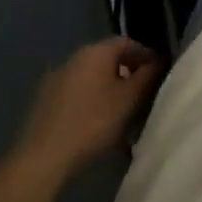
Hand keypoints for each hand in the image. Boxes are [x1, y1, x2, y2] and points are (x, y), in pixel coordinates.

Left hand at [16, 38, 160, 179]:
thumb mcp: (129, 99)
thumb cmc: (93, 122)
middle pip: (108, 61)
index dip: (145, 55)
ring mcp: (56, 81)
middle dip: (128, 76)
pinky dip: (92, 105)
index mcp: (95, 52)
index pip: (127, 43)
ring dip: (110, 93)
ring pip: (92, 80)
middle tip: (142, 96)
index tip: (158, 73)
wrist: (43, 158)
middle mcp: (73, 59)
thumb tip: (158, 62)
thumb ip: (147, 77)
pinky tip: (98, 127)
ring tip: (122, 116)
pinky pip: (77, 96)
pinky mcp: (45, 103)